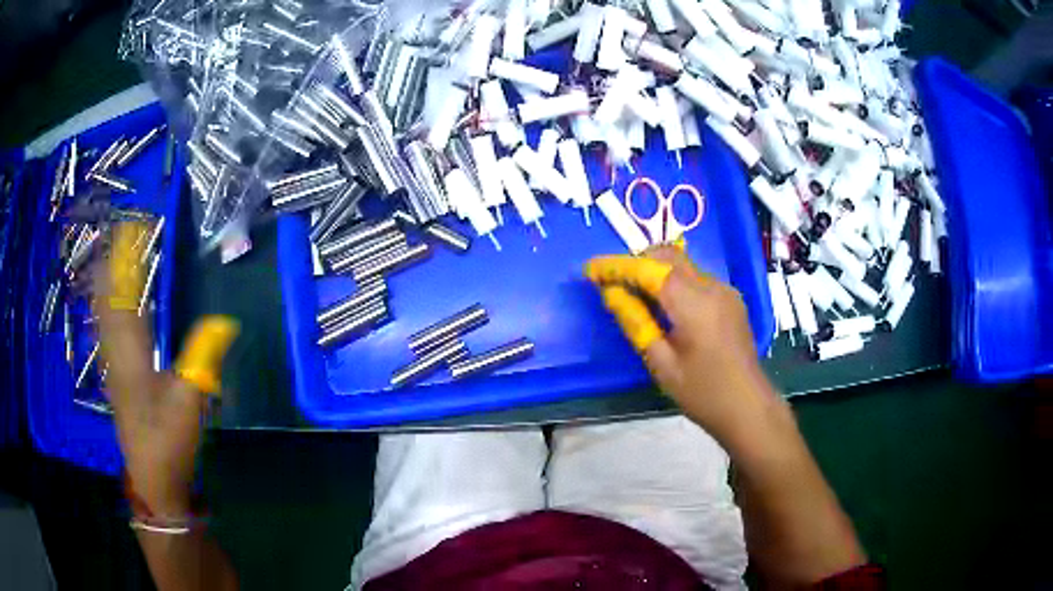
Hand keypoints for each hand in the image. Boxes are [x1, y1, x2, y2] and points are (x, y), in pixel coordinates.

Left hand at [93, 222, 237, 516]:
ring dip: (108, 281)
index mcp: (131, 352)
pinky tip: (112, 303)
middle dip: (113, 261)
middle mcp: (116, 351)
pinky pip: (107, 329)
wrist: (152, 480)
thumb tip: (226, 320)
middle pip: (108, 297)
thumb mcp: (190, 402)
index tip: (134, 226)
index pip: (124, 293)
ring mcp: (113, 365)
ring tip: (113, 254)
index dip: (126, 258)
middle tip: (122, 231)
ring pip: (104, 312)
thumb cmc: (168, 442)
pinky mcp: (116, 377)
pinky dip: (108, 306)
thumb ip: (204, 358)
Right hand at [586, 246, 776, 444]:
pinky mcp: (731, 299)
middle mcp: (712, 287)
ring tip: (635, 296)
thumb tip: (611, 294)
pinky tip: (665, 307)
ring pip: (683, 265)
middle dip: (637, 262)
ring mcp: (725, 290)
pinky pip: (696, 278)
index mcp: (694, 304)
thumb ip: (636, 322)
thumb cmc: (703, 393)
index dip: (618, 266)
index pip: (650, 269)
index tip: (591, 269)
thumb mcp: (662, 364)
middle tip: (613, 283)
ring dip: (656, 271)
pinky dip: (674, 282)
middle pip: (668, 256)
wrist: (748, 406)